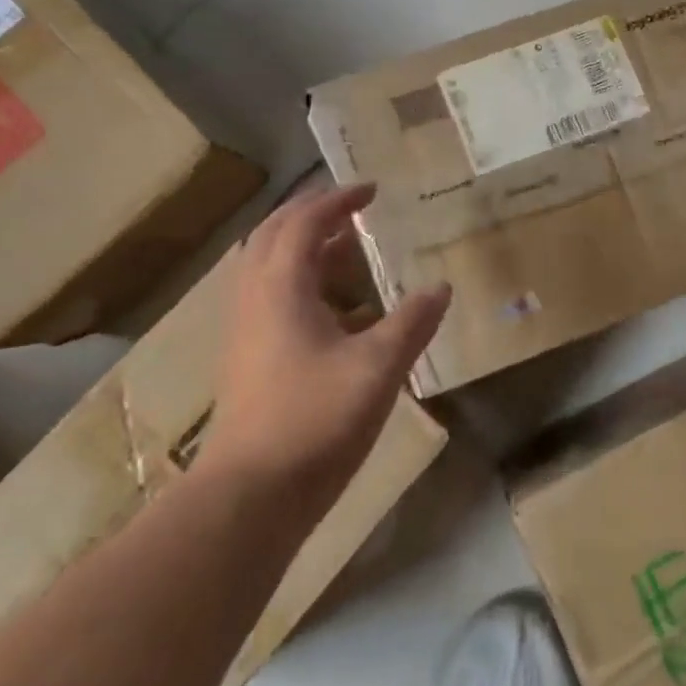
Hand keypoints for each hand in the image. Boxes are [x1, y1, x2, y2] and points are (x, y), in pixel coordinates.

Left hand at [200, 184, 450, 515]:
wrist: (250, 495)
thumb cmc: (314, 420)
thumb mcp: (378, 367)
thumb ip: (412, 322)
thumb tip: (440, 287)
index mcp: (281, 287)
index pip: (305, 222)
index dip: (338, 199)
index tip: (372, 189)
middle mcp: (255, 298)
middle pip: (275, 234)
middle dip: (312, 212)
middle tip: (351, 207)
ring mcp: (245, 330)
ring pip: (268, 266)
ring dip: (303, 246)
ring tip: (345, 247)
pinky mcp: (246, 358)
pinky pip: (270, 296)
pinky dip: (300, 281)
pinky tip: (335, 309)